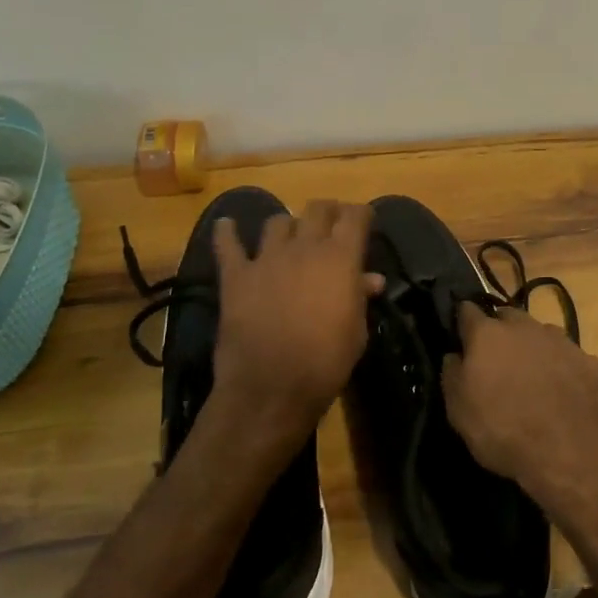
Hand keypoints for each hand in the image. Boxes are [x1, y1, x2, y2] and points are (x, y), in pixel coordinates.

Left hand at [210, 200, 382, 447]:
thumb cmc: (326, 362)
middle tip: (331, 224)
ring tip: (290, 236)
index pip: (355, 216)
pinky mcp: (236, 275)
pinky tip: (226, 226)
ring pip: (278, 222)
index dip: (362, 214)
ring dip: (288, 226)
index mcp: (340, 258)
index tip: (364, 221)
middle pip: (318, 209)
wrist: (272, 388)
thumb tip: (371, 279)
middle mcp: (305, 247)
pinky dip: (227, 233)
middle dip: (328, 212)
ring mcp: (267, 258)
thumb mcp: (357, 331)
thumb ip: (360, 297)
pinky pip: (228, 244)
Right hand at [442, 304, 597, 505]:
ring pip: (541, 334)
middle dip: (500, 330)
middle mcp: (525, 327)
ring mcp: (562, 342)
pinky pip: (570, 359)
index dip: (462, 320)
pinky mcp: (591, 362)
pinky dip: (564, 370)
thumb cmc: (504, 430)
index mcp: (488, 334)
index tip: (460, 333)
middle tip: (497, 358)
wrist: (572, 451)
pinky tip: (565, 394)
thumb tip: (454, 355)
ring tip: (533, 377)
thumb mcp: (459, 411)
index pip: (467, 311)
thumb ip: (453, 375)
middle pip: (507, 317)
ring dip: (534, 348)